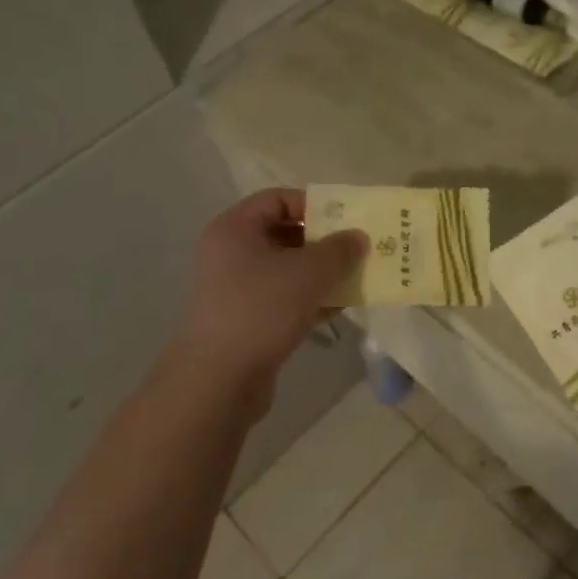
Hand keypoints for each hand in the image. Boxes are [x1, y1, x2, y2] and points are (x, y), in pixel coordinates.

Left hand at [173, 189, 365, 406]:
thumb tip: (358, 237)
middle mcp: (232, 253)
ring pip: (289, 269)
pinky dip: (312, 298)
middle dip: (324, 241)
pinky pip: (286, 297)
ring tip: (358, 277)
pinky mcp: (248, 319)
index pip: (278, 199)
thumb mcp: (308, 273)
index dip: (314, 204)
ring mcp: (238, 289)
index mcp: (235, 229)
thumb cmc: (261, 309)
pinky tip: (342, 306)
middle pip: (285, 233)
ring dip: (323, 272)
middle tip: (358, 248)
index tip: (346, 220)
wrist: (219, 380)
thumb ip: (339, 250)